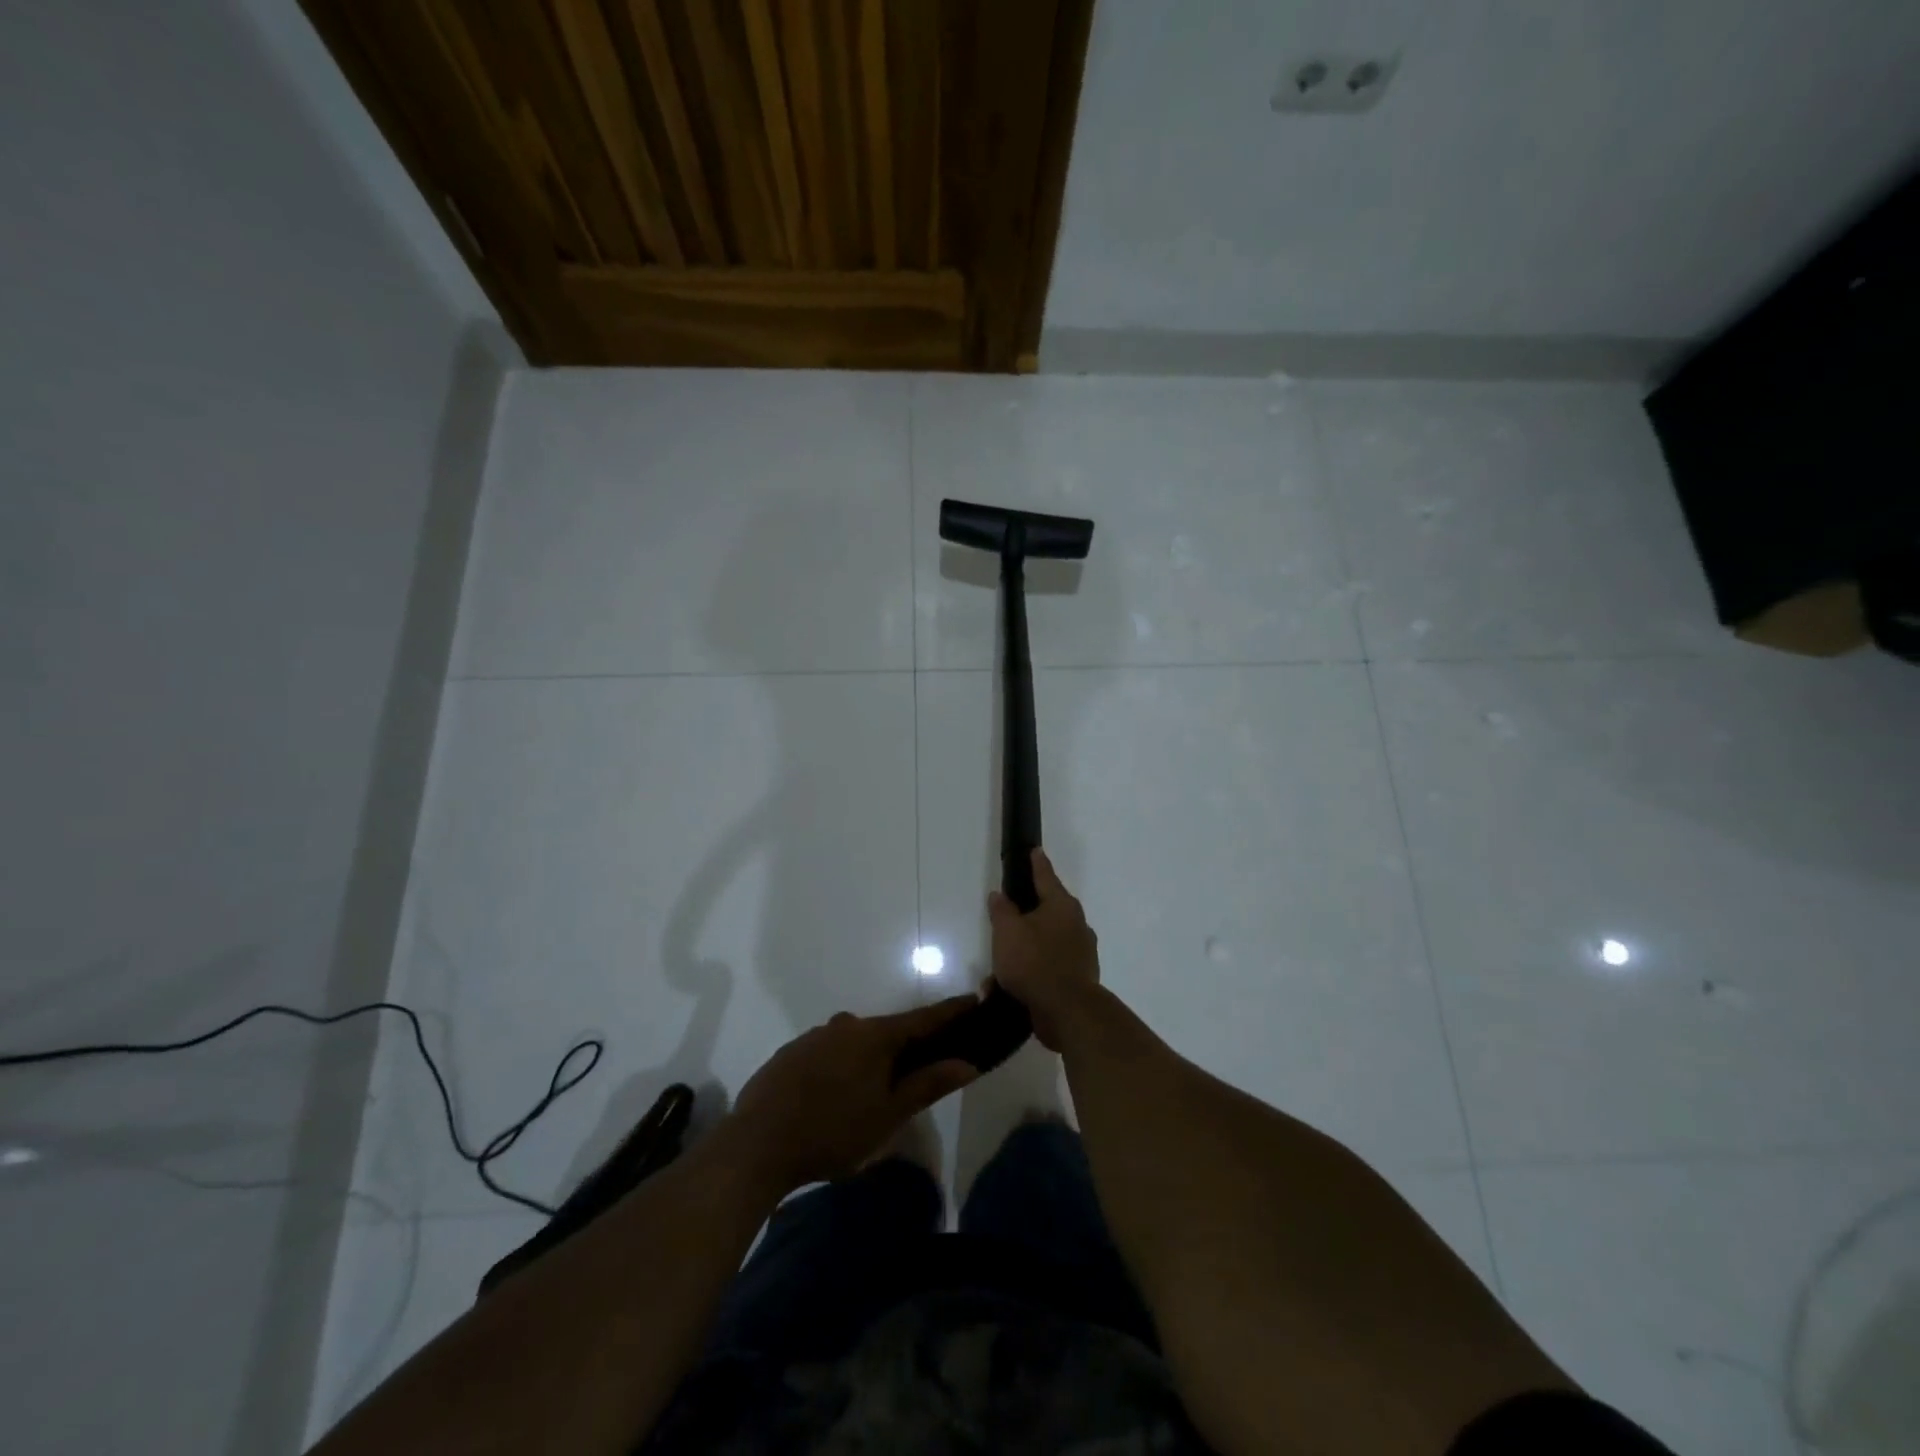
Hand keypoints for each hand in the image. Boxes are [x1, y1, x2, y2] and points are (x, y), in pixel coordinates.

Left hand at [722, 998, 979, 1190]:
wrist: (756, 1144)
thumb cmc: (833, 1131)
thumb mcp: (888, 1115)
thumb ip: (927, 1085)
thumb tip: (968, 1062)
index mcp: (875, 1036)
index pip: (922, 1018)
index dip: (950, 1012)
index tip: (973, 1000)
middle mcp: (846, 1025)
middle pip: (887, 1031)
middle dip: (907, 1044)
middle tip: (922, 1066)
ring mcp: (814, 1036)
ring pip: (855, 1042)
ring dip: (871, 1058)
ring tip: (874, 1090)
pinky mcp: (790, 1053)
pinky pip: (828, 1053)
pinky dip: (842, 1066)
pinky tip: (835, 1094)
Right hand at [988, 848, 1100, 1050]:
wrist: (1067, 1011)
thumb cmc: (1034, 962)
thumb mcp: (1007, 932)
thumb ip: (1002, 911)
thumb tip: (1000, 895)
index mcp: (1061, 906)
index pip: (1046, 876)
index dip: (1037, 863)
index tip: (1035, 851)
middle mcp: (1076, 924)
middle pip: (1048, 910)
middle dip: (1026, 915)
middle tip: (1007, 917)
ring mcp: (1081, 952)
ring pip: (1046, 942)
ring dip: (1024, 950)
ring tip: (999, 966)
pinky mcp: (1079, 977)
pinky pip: (1048, 967)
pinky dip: (1031, 972)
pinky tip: (1009, 987)